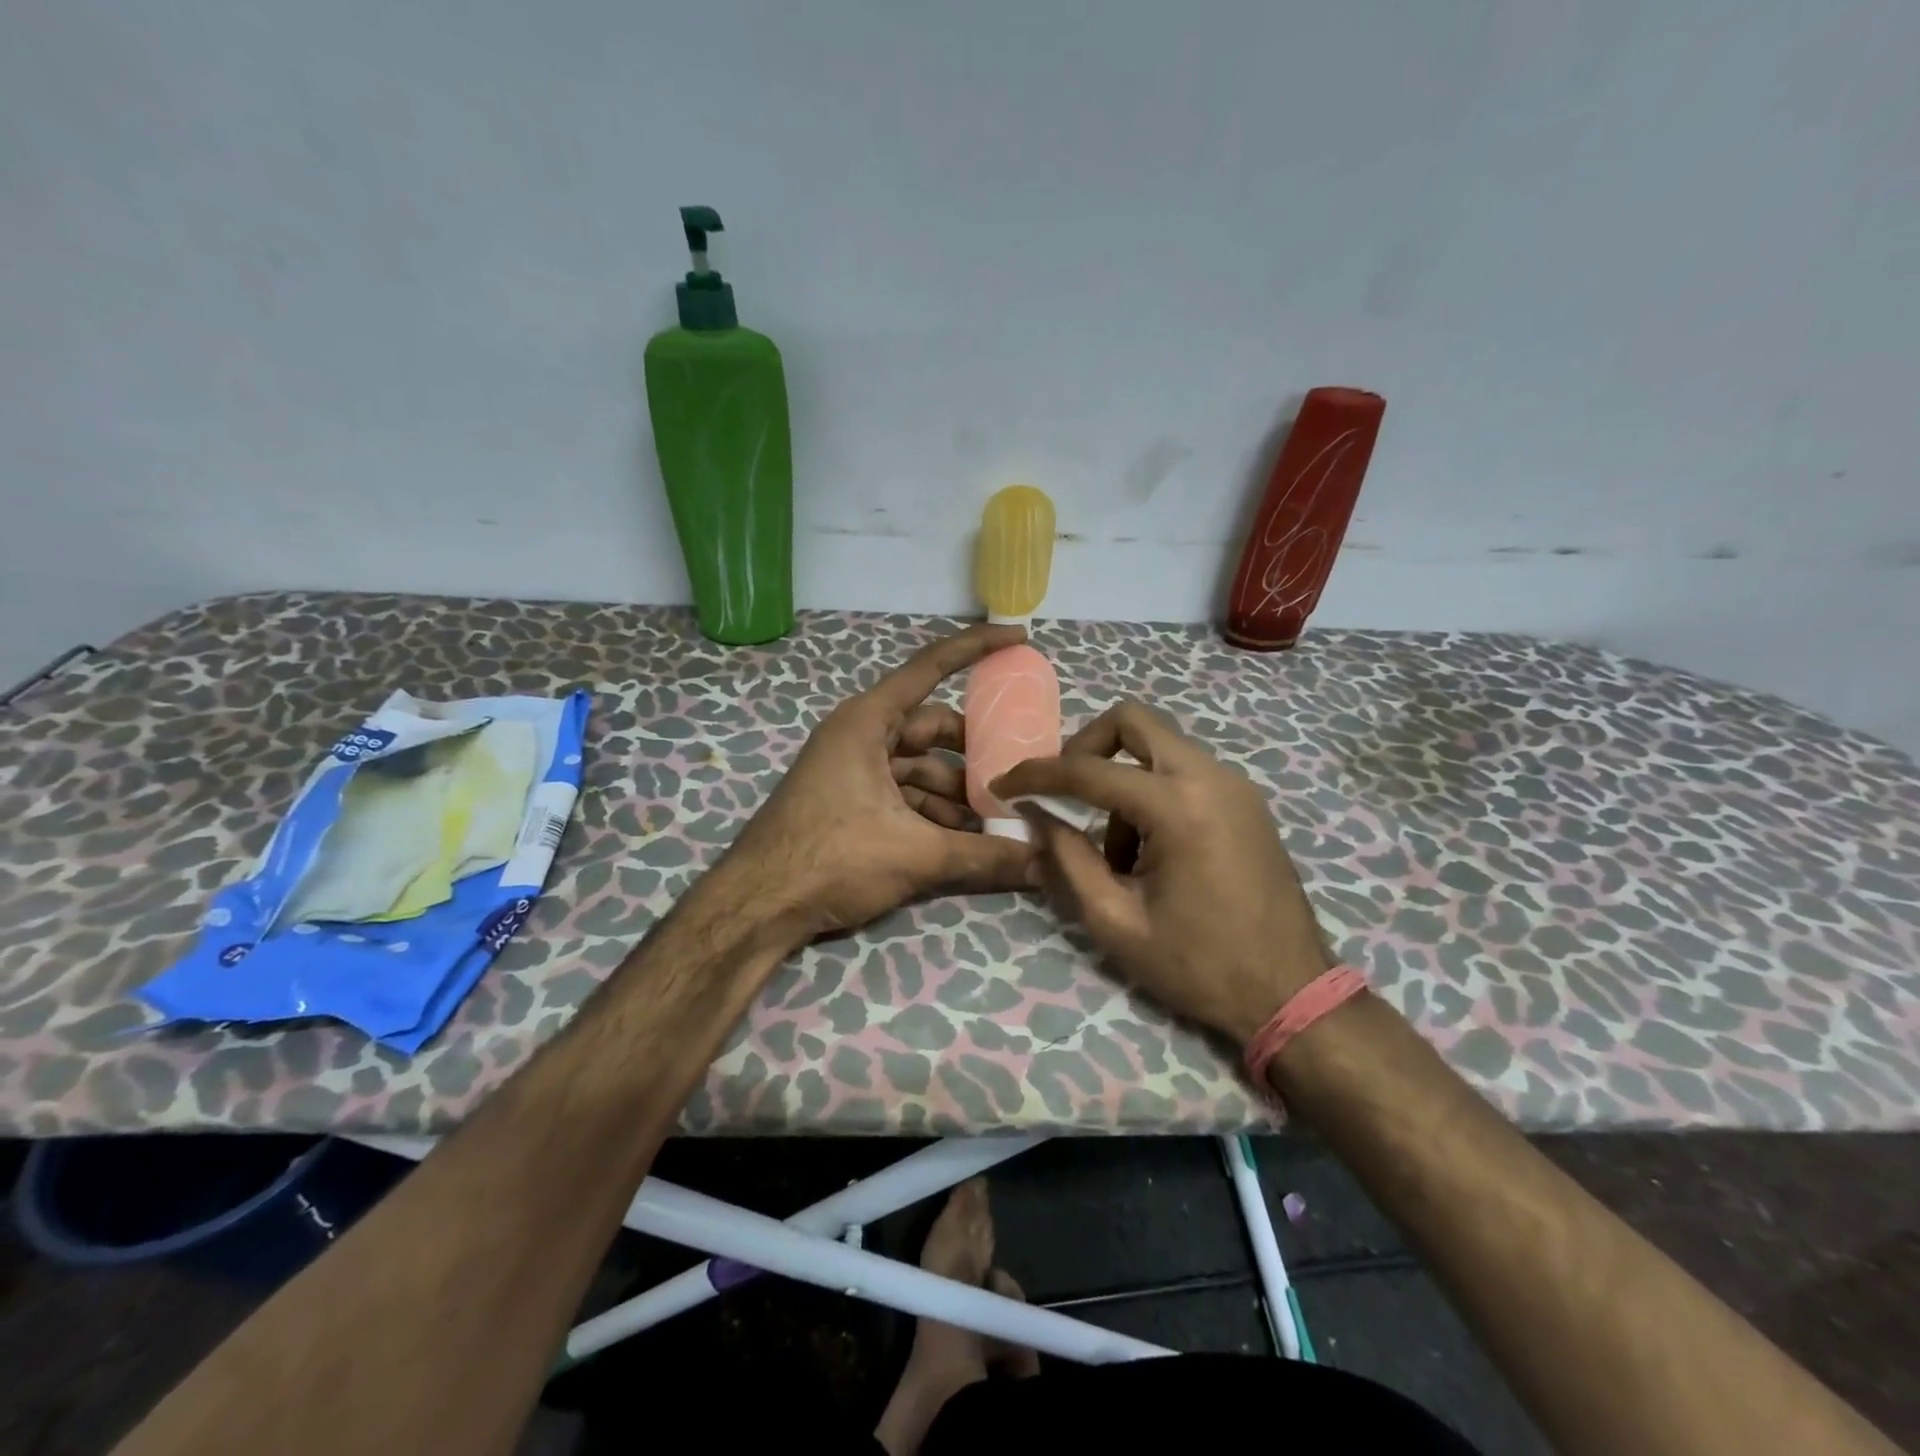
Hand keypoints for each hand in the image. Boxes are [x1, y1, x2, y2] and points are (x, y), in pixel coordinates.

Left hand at [729, 624, 1033, 936]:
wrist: (758, 906)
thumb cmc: (832, 858)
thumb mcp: (915, 854)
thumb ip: (984, 855)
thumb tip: (1044, 864)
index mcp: (868, 722)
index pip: (930, 668)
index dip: (977, 648)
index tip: (1019, 638)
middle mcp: (860, 735)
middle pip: (932, 729)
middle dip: (975, 753)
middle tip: (1019, 772)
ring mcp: (852, 769)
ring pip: (919, 768)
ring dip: (956, 793)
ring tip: (998, 821)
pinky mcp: (849, 801)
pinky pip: (902, 793)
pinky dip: (932, 812)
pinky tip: (963, 840)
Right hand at [991, 703, 1331, 1045]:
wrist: (1292, 993)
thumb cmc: (1200, 965)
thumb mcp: (1116, 921)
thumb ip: (1068, 860)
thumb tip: (1035, 816)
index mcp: (1178, 806)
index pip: (1089, 770)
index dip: (1036, 775)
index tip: (1001, 786)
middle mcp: (1210, 777)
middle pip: (1132, 721)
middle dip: (1085, 748)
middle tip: (1063, 792)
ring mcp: (1234, 786)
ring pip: (1157, 748)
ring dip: (1121, 782)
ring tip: (1115, 854)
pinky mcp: (1245, 801)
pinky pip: (1183, 772)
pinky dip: (1151, 793)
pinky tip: (1150, 853)